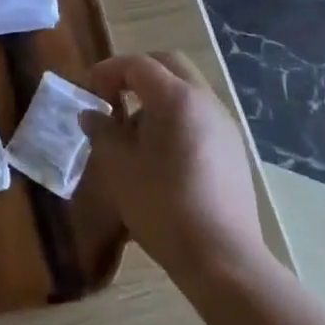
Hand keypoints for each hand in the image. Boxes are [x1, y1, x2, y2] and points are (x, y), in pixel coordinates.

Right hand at [82, 52, 266, 285]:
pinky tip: (163, 154)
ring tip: (135, 132)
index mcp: (176, 98)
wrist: (223, 260)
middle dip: (137, 74)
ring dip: (158, 97)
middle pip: (169, 65)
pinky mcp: (234, 149)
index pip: (138, 65)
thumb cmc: (163, 207)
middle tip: (113, 97)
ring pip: (187, 89)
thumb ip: (102, 132)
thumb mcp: (119, 168)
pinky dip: (177, 117)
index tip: (89, 92)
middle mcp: (205, 100)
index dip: (109, 71)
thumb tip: (91, 114)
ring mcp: (224, 124)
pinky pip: (200, 114)